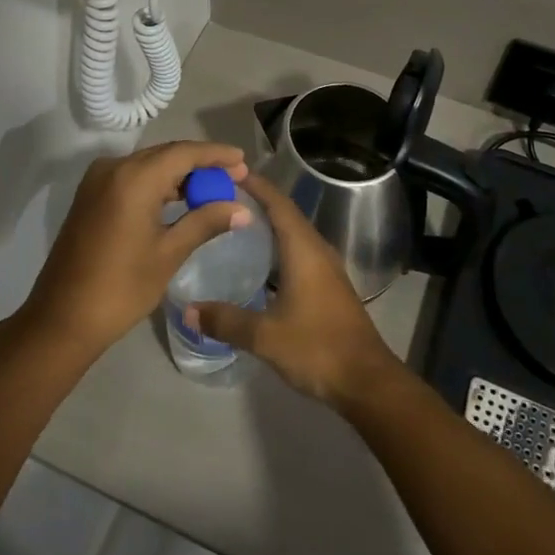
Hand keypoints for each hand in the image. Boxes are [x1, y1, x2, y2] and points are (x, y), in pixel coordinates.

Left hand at [21, 140, 250, 359]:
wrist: (62, 317)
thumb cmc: (121, 287)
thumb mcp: (169, 253)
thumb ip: (206, 222)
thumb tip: (242, 209)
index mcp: (134, 178)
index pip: (184, 153)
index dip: (216, 155)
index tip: (243, 161)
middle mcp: (113, 168)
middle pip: (166, 155)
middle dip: (200, 164)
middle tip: (234, 177)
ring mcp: (98, 180)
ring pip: (148, 166)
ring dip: (179, 175)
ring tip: (213, 190)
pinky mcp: (90, 196)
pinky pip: (132, 178)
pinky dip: (158, 185)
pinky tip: (179, 200)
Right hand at [188, 171, 407, 409]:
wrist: (366, 381)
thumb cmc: (317, 348)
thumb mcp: (265, 336)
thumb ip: (226, 320)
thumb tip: (187, 309)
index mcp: (304, 249)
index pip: (277, 203)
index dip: (255, 185)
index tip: (227, 173)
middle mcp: (317, 250)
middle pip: (285, 214)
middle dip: (256, 202)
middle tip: (220, 198)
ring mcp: (326, 269)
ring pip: (292, 235)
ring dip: (267, 226)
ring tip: (232, 225)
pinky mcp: (328, 287)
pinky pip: (298, 254)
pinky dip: (276, 249)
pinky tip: (256, 264)